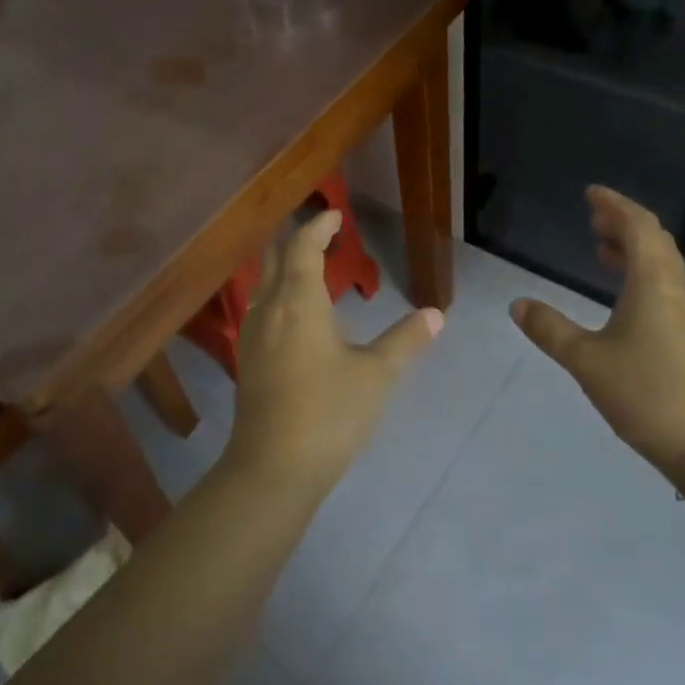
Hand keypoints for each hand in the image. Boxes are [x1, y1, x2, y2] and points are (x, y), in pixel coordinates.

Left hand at [227, 209, 442, 492]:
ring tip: (313, 269)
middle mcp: (269, 309)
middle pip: (275, 258)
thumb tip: (435, 314)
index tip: (336, 215)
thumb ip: (405, 341)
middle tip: (323, 235)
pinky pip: (261, 308)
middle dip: (297, 241)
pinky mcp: (249, 361)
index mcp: (298, 302)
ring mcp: (253, 336)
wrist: (272, 469)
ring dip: (285, 267)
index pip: (303, 247)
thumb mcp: (376, 375)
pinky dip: (279, 293)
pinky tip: (296, 315)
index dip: (318, 227)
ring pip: (263, 284)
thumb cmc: (328, 413)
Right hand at [510, 187, 684, 482]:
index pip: (638, 227)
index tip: (592, 193)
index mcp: (653, 283)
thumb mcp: (585, 359)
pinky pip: (665, 284)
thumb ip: (549, 329)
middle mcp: (676, 288)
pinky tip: (622, 293)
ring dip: (633, 248)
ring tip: (601, 250)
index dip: (615, 205)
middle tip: (593, 218)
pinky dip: (641, 272)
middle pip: (654, 240)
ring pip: (662, 263)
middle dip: (623, 223)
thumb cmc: (643, 392)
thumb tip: (518, 304)